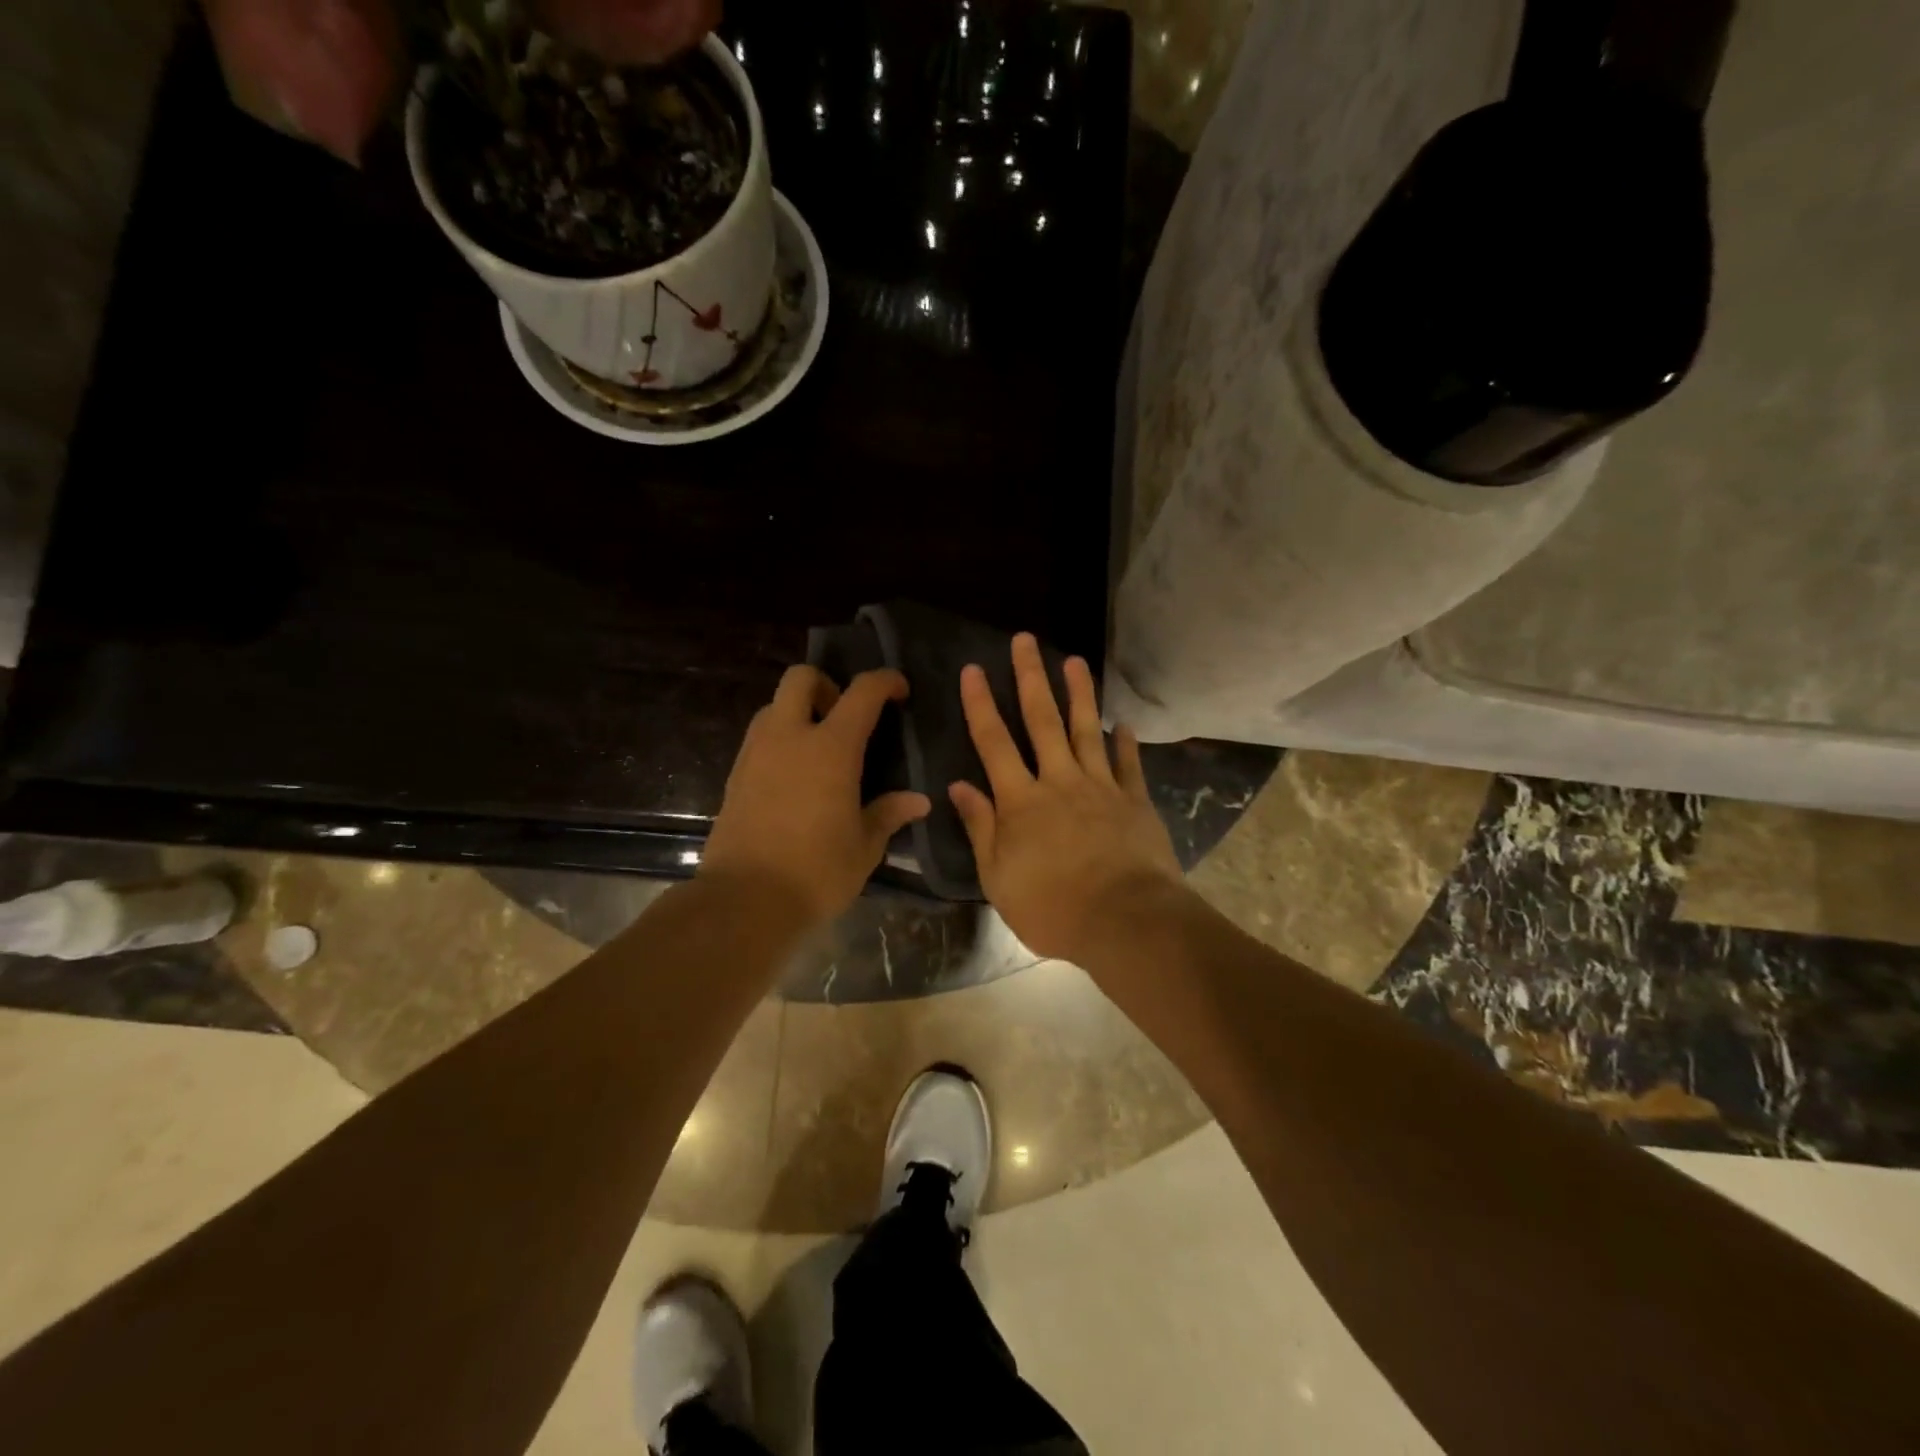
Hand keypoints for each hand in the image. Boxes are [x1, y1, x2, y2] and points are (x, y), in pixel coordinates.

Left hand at [701, 666, 930, 927]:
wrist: (744, 900)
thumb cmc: (816, 872)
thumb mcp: (864, 846)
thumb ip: (889, 814)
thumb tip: (919, 801)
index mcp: (831, 748)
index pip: (862, 693)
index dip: (884, 681)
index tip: (899, 690)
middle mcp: (789, 737)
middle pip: (801, 677)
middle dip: (826, 685)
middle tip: (845, 718)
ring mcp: (756, 753)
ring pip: (774, 704)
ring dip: (799, 711)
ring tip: (819, 748)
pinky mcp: (735, 775)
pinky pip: (759, 736)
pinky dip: (780, 739)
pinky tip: (794, 776)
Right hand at [949, 634, 1182, 964]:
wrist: (1125, 920)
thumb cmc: (1052, 907)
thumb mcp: (998, 877)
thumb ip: (980, 827)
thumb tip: (958, 785)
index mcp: (1021, 801)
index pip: (994, 742)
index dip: (981, 704)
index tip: (974, 669)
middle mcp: (1059, 781)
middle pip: (1042, 721)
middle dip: (1031, 677)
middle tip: (1025, 640)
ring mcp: (1101, 787)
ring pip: (1087, 730)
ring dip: (1079, 693)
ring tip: (1075, 660)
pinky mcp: (1134, 801)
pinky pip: (1128, 764)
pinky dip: (1125, 742)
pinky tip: (1123, 724)